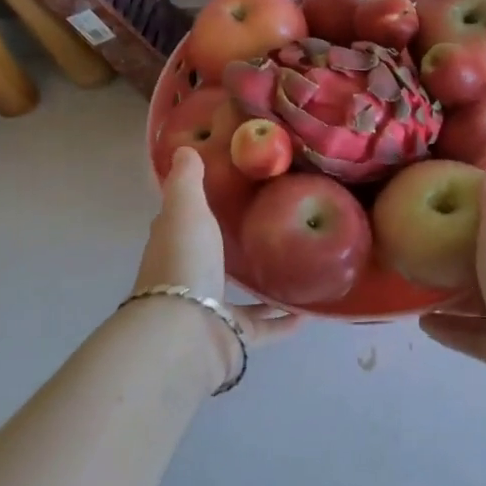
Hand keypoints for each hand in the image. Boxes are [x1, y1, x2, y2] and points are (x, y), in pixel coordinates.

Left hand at [134, 148, 300, 344]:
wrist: (186, 330)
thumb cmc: (184, 260)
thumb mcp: (186, 209)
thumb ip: (187, 181)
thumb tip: (183, 148)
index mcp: (174, 246)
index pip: (182, 222)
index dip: (196, 206)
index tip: (224, 190)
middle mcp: (190, 278)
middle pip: (210, 257)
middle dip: (231, 246)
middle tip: (271, 225)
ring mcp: (211, 311)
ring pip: (238, 295)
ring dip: (260, 286)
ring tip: (294, 264)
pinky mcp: (234, 336)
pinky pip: (265, 326)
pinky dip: (285, 321)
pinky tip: (311, 310)